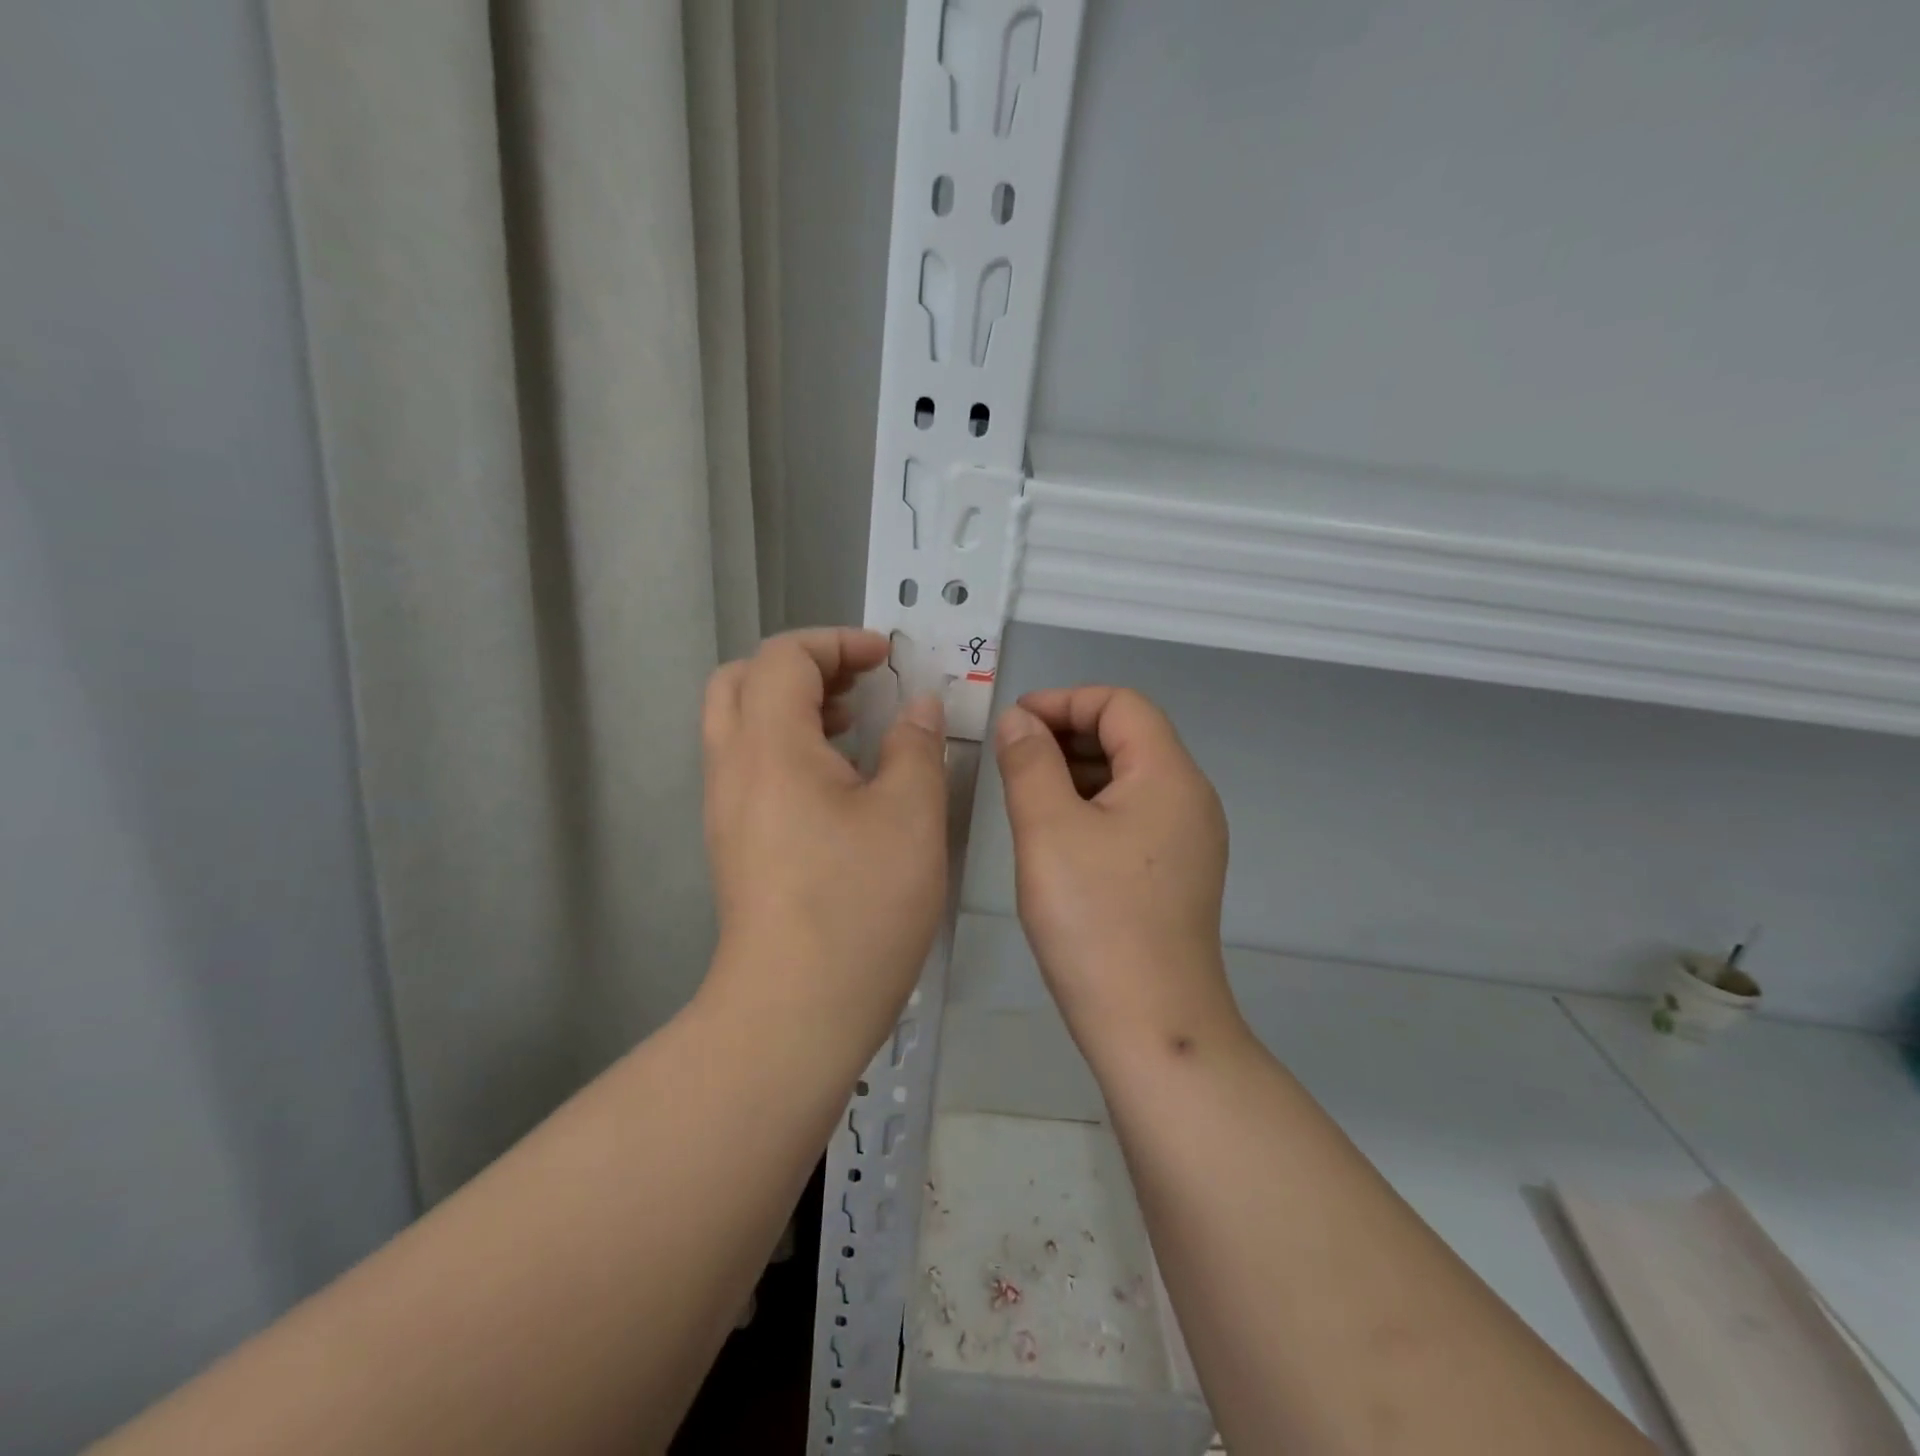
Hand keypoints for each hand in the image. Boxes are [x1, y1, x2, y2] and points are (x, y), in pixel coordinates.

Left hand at [702, 629, 948, 1039]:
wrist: (794, 1011)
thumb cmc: (859, 906)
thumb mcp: (911, 816)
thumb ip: (916, 746)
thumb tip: (919, 707)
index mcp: (770, 746)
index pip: (784, 656)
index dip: (837, 642)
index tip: (887, 659)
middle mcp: (733, 767)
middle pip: (743, 679)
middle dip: (804, 666)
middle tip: (858, 684)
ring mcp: (725, 808)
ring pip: (740, 722)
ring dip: (793, 705)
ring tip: (854, 725)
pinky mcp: (733, 842)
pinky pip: (748, 764)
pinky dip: (787, 745)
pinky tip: (839, 781)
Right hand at [993, 687, 1235, 1042]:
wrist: (1151, 1025)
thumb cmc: (1094, 919)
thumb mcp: (1048, 830)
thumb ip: (1029, 762)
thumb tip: (1019, 720)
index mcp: (1169, 776)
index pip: (1121, 704)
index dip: (1065, 701)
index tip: (1014, 722)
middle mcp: (1190, 798)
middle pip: (1130, 736)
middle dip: (1068, 733)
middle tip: (1012, 756)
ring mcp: (1190, 839)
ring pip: (1130, 778)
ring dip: (1077, 770)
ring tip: (1026, 791)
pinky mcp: (1178, 872)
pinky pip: (1134, 815)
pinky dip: (1093, 805)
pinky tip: (1056, 833)